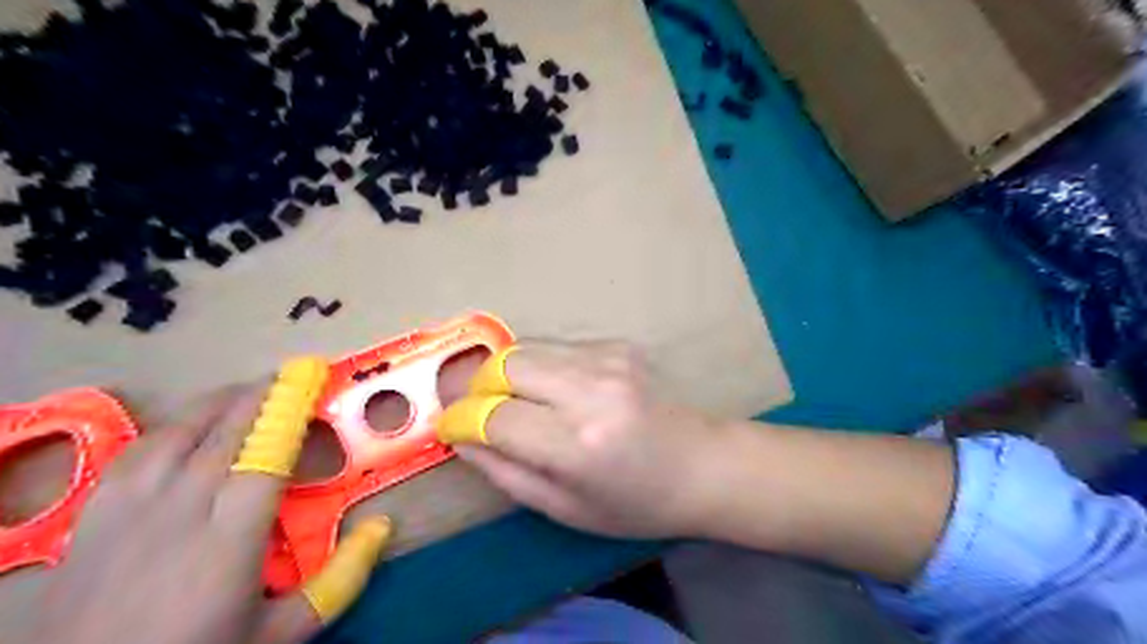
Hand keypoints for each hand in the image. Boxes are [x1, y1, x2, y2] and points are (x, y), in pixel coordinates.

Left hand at [3, 368, 388, 642]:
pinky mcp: (94, 517)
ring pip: (177, 433)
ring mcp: (129, 510)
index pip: (266, 456)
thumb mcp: (280, 633)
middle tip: (290, 376)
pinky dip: (171, 427)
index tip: (312, 379)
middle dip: (261, 396)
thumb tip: (382, 526)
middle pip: (225, 433)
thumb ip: (338, 580)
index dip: (290, 412)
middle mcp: (180, 511)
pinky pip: (136, 452)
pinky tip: (187, 427)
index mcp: (230, 538)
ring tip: (246, 392)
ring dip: (218, 404)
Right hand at [436, 343, 719, 537]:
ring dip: (506, 374)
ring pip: (526, 348)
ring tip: (516, 402)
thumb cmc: (635, 502)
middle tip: (478, 411)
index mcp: (579, 444)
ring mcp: (608, 358)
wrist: (702, 463)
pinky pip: (556, 346)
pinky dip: (540, 367)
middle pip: (504, 365)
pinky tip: (558, 392)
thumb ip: (504, 471)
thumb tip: (460, 436)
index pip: (495, 416)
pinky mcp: (617, 344)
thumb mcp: (563, 508)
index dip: (462, 420)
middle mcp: (592, 390)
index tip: (451, 428)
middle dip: (478, 387)